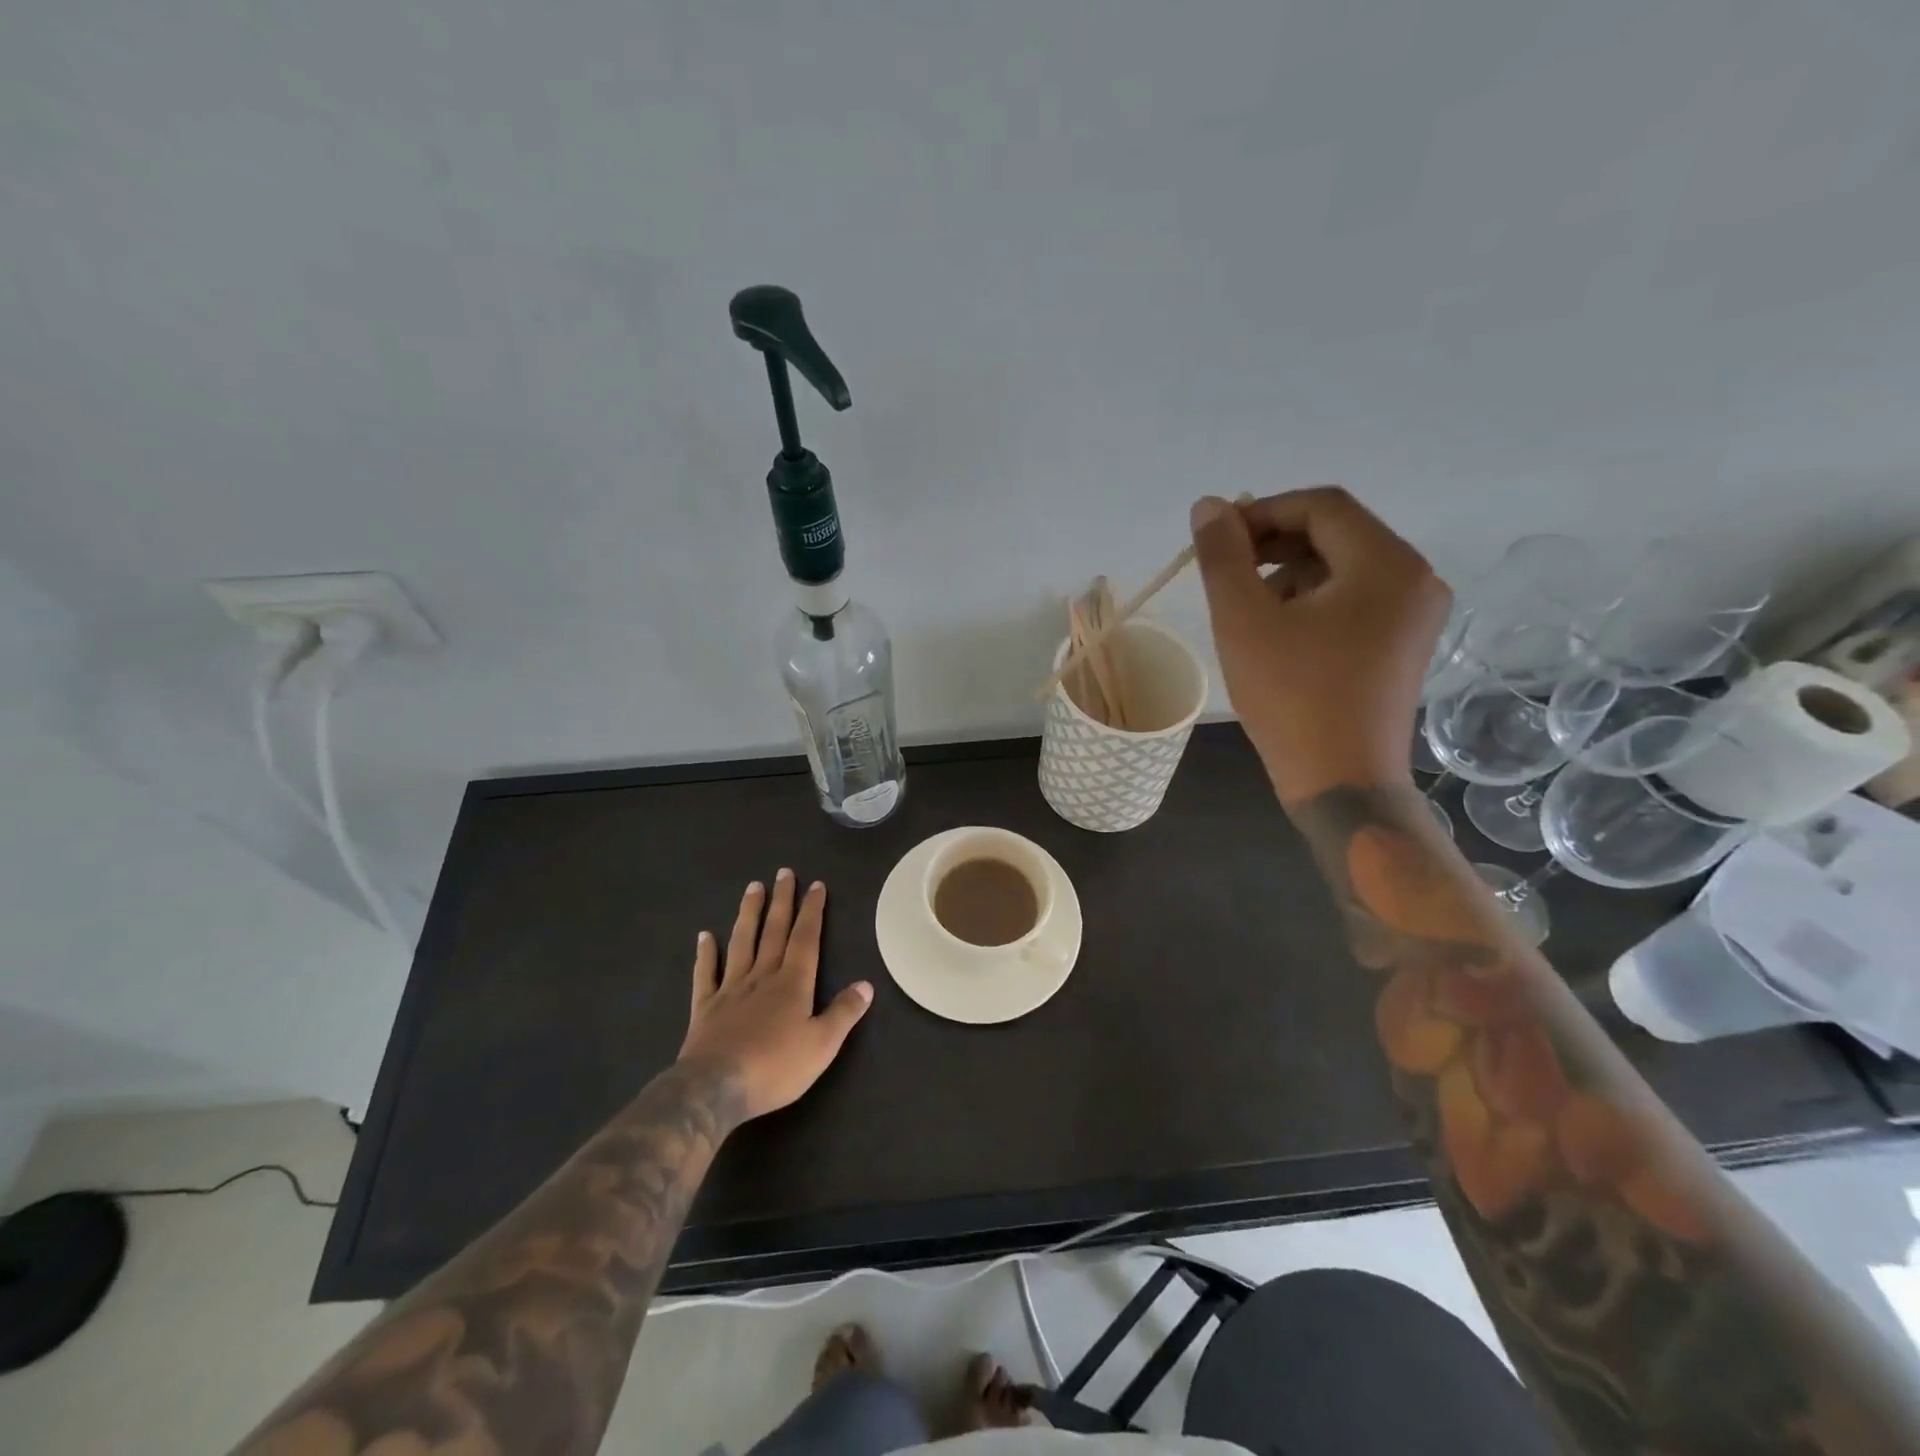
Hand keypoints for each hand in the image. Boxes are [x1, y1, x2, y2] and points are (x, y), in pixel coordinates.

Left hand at [678, 870, 873, 1121]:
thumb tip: (867, 984)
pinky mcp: (705, 1007)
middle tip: (784, 873)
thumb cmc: (775, 1067)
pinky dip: (706, 953)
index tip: (816, 885)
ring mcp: (731, 989)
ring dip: (749, 914)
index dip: (812, 911)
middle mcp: (762, 976)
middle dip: (782, 901)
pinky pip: (706, 973)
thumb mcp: (822, 1045)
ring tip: (752, 887)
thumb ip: (844, 1013)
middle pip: (773, 931)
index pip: (805, 938)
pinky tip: (705, 936)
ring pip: (742, 942)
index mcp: (793, 983)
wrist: (715, 1088)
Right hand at [1189, 488, 1449, 803]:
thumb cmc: (1291, 698)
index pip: (1321, 506)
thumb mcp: (1244, 621)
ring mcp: (1415, 614)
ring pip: (1343, 567)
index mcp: (1386, 564)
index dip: (1262, 512)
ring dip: (1290, 573)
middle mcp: (1415, 578)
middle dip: (1274, 544)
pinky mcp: (1404, 644)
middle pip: (1336, 533)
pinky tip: (1279, 633)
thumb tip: (1208, 506)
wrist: (1342, 782)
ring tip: (1248, 611)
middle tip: (1226, 571)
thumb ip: (1223, 556)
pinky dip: (1313, 601)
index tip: (1216, 540)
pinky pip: (1355, 599)